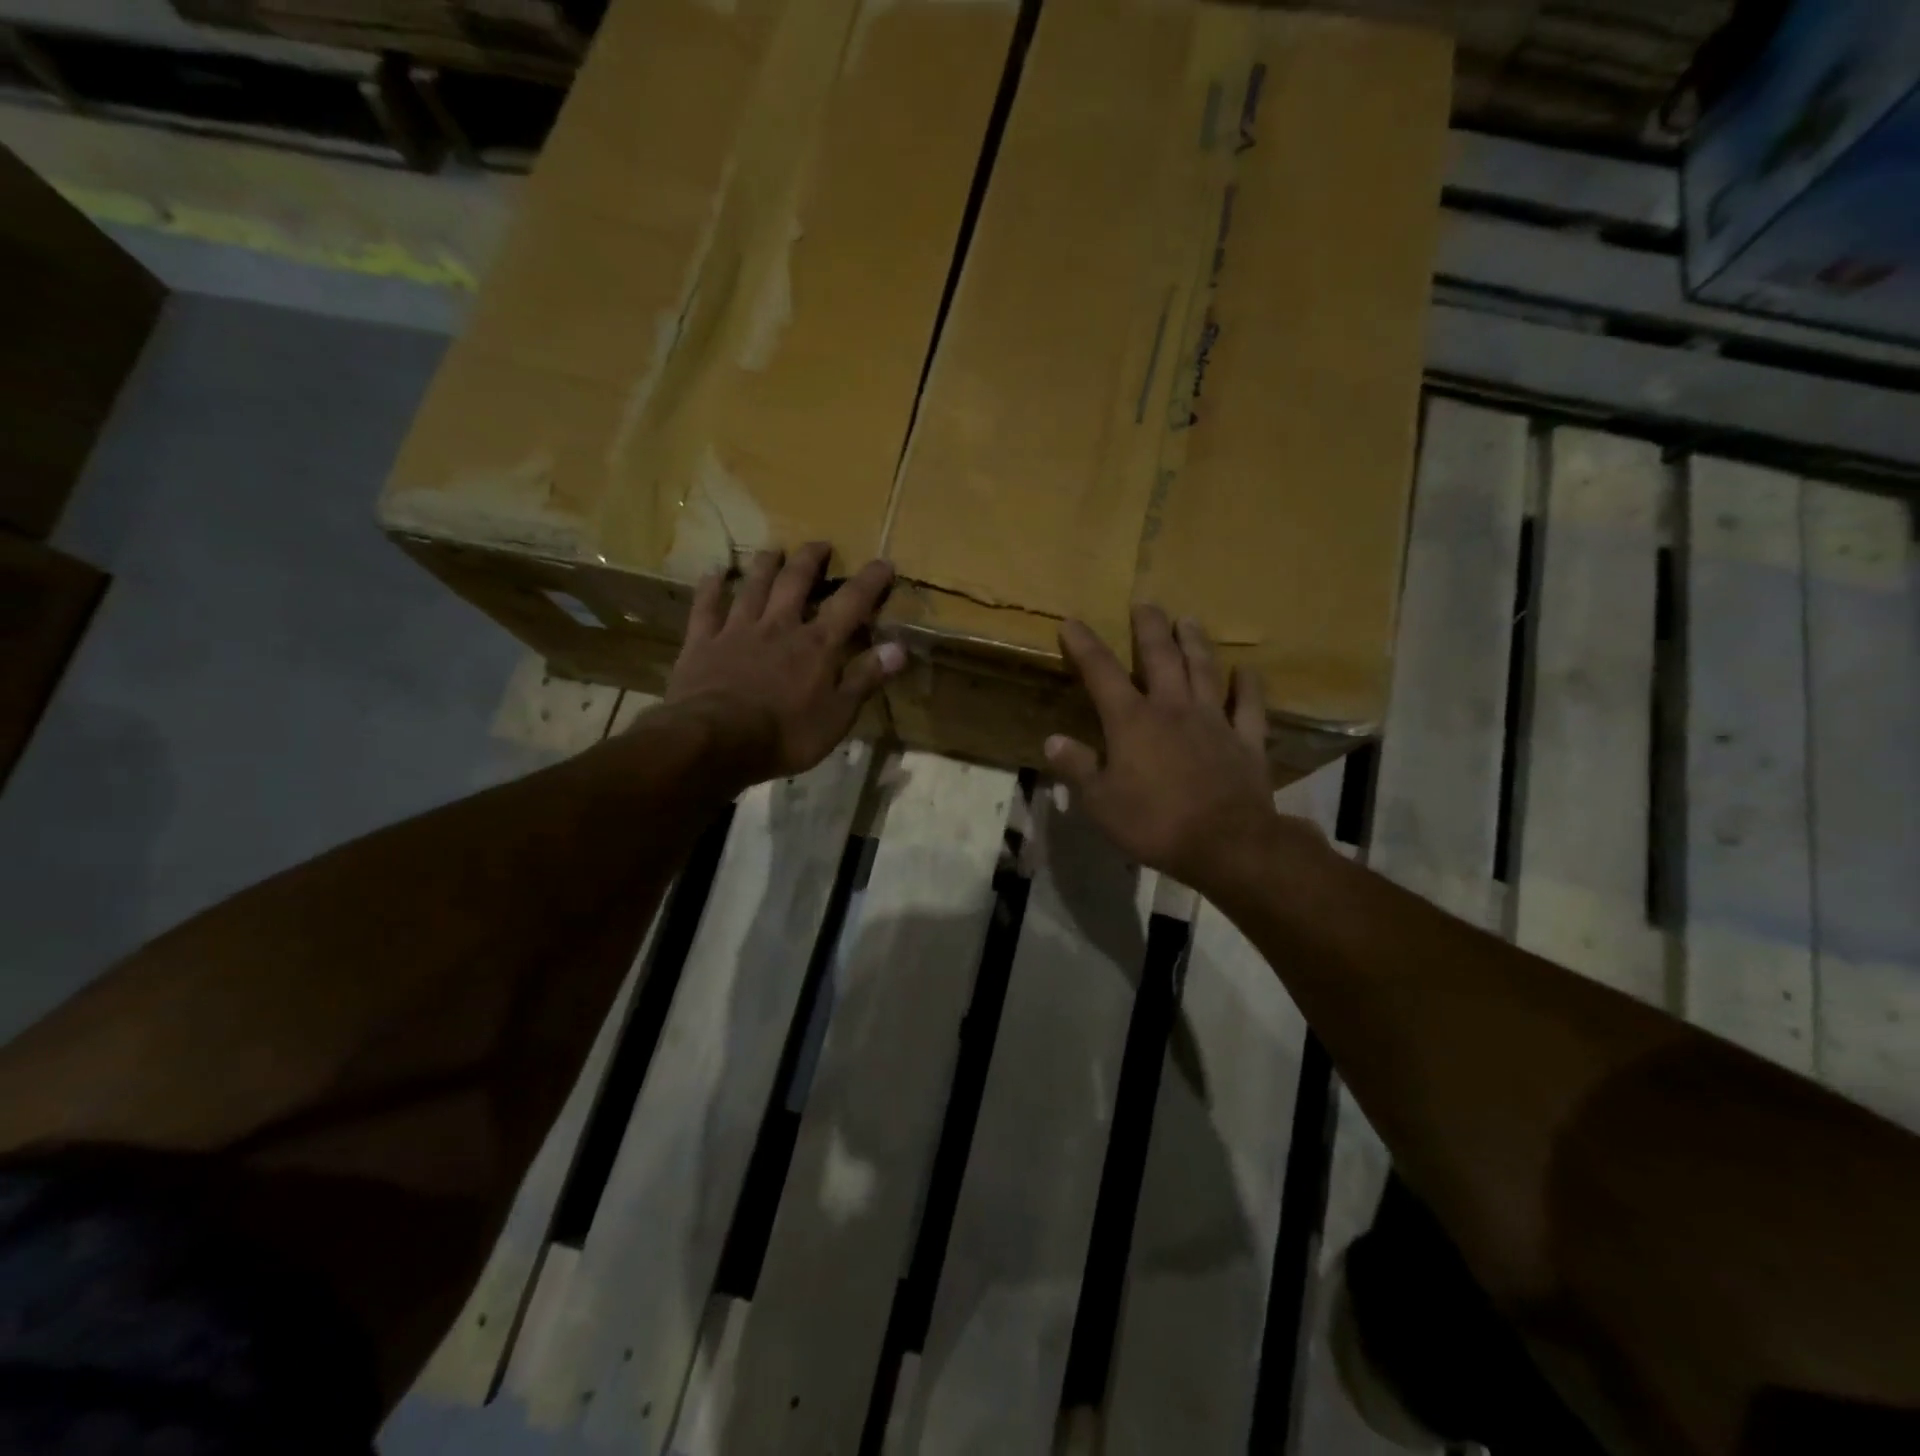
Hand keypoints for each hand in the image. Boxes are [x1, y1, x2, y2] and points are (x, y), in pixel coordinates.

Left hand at [664, 543, 904, 783]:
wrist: (715, 740)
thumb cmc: (785, 734)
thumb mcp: (837, 716)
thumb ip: (866, 678)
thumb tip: (900, 648)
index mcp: (817, 645)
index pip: (851, 604)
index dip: (869, 581)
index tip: (883, 562)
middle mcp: (779, 626)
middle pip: (796, 582)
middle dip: (810, 560)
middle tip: (820, 544)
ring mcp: (738, 630)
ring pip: (753, 587)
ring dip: (765, 565)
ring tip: (773, 550)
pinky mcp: (703, 643)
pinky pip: (706, 608)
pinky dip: (710, 588)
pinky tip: (713, 574)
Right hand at [1045, 606, 1291, 895]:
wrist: (1226, 844)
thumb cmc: (1154, 823)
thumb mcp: (1100, 802)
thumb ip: (1077, 767)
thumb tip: (1052, 740)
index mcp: (1132, 721)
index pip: (1102, 673)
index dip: (1085, 646)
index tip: (1072, 623)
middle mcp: (1173, 708)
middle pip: (1161, 657)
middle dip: (1150, 628)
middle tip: (1145, 604)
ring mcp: (1215, 721)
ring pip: (1205, 671)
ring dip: (1196, 643)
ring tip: (1190, 619)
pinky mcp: (1247, 741)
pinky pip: (1250, 707)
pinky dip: (1249, 687)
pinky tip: (1247, 671)